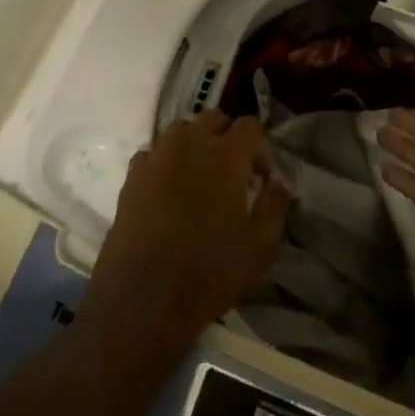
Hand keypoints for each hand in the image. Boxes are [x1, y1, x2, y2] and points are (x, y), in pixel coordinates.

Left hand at [79, 112, 292, 363]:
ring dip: (196, 142)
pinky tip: (169, 189)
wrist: (143, 298)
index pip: (249, 125)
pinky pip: (154, 152)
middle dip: (228, 137)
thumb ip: (275, 205)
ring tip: (200, 175)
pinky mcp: (132, 176)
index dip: (260, 148)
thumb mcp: (260, 245)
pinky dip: (166, 160)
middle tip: (234, 172)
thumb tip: (282, 180)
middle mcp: (189, 144)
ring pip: (181, 129)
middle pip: (213, 118)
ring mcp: (157, 157)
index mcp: (225, 155)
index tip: (260, 178)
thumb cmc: (209, 271)